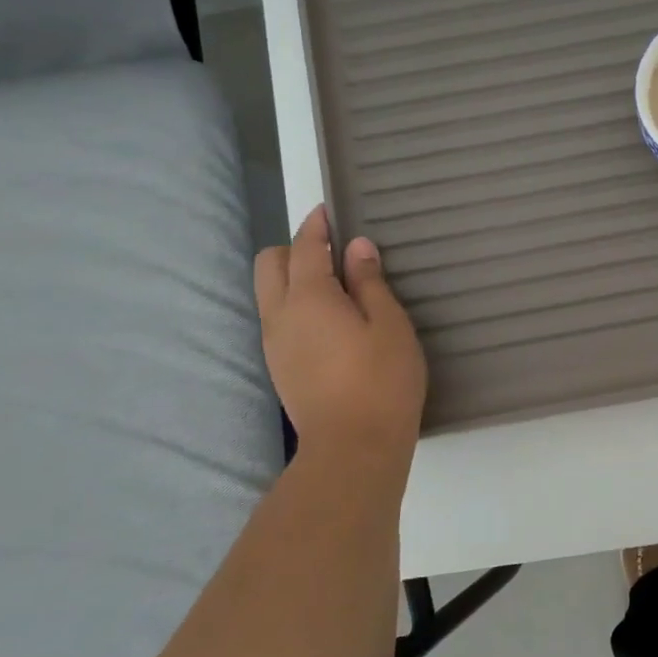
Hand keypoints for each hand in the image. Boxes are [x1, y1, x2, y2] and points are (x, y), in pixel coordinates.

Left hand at [254, 207, 427, 464]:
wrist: (353, 446)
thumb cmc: (382, 379)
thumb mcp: (389, 324)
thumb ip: (369, 282)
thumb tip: (356, 247)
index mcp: (309, 298)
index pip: (305, 247)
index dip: (316, 225)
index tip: (328, 210)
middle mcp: (280, 315)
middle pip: (269, 264)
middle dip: (295, 248)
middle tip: (333, 253)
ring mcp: (274, 343)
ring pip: (268, 292)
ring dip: (293, 277)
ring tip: (335, 286)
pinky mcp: (279, 366)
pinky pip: (277, 318)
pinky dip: (295, 304)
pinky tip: (329, 320)